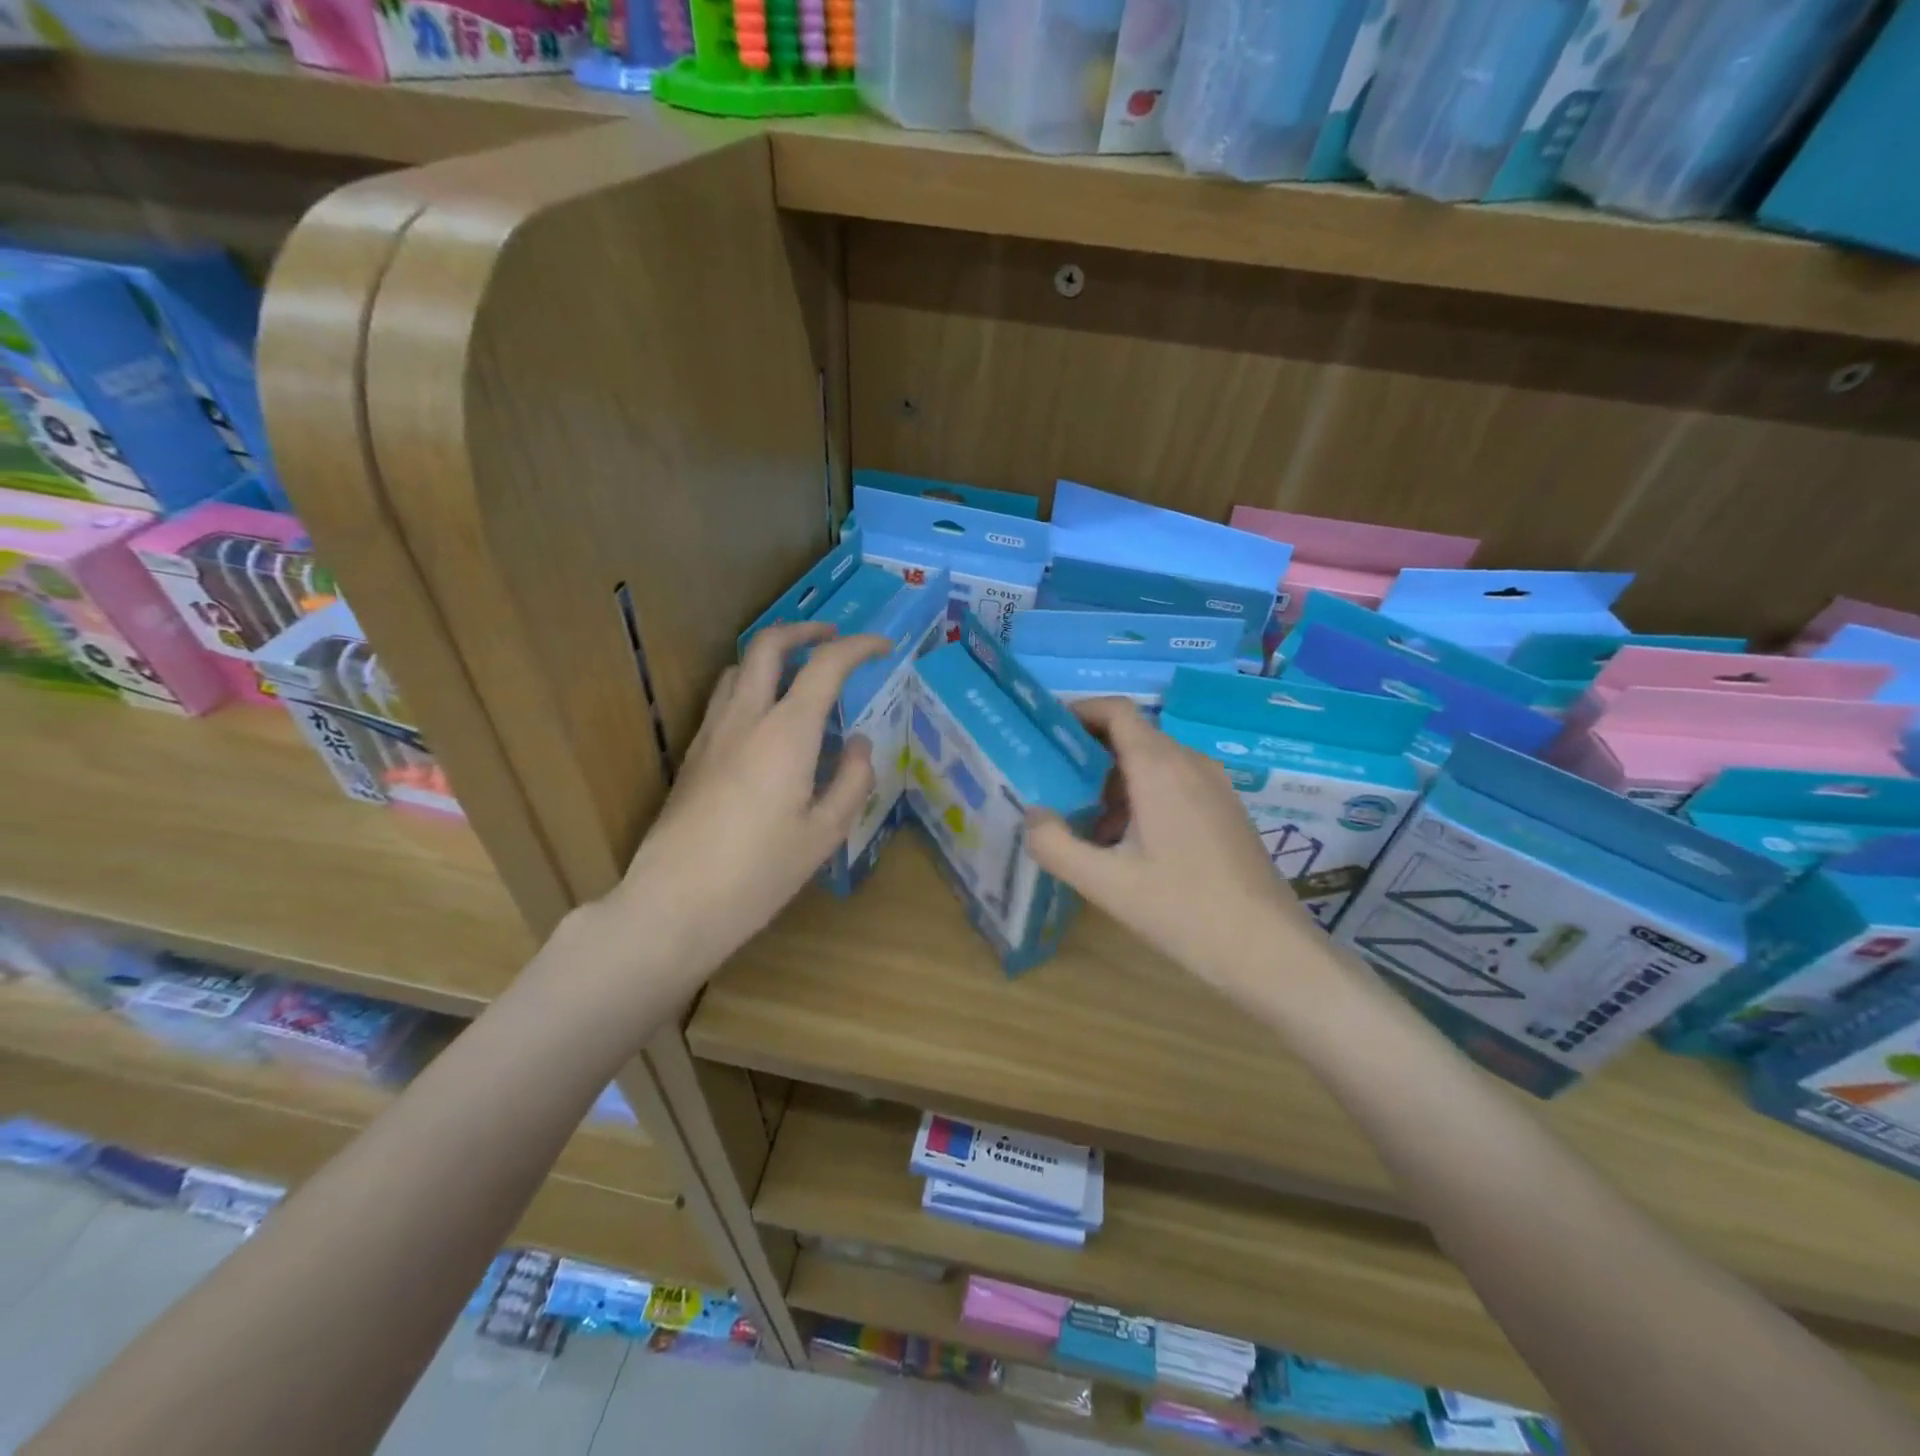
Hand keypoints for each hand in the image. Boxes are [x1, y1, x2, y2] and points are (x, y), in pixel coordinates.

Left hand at [614, 621, 889, 974]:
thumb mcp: (825, 833)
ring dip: (773, 656)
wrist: (675, 903)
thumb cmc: (759, 873)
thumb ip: (852, 780)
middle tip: (834, 638)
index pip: (826, 665)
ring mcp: (712, 733)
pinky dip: (752, 686)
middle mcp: (745, 718)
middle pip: (769, 645)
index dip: (858, 647)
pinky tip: (767, 720)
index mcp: (786, 733)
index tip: (883, 647)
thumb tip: (862, 743)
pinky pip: (724, 698)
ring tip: (800, 674)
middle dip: (806, 630)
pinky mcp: (692, 754)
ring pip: (740, 667)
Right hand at [1026, 697, 1316, 991]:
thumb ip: (1055, 845)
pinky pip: (1176, 783)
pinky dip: (1143, 795)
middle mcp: (1190, 763)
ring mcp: (1215, 785)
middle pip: (1132, 735)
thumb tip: (1031, 815)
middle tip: (1054, 783)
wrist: (1268, 950)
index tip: (1047, 734)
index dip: (1078, 711)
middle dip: (1090, 753)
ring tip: (1086, 822)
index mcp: (1160, 768)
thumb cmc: (1183, 910)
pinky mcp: (1227, 809)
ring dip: (1115, 779)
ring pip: (1154, 762)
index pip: (1116, 710)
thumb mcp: (1105, 883)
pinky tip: (1129, 843)